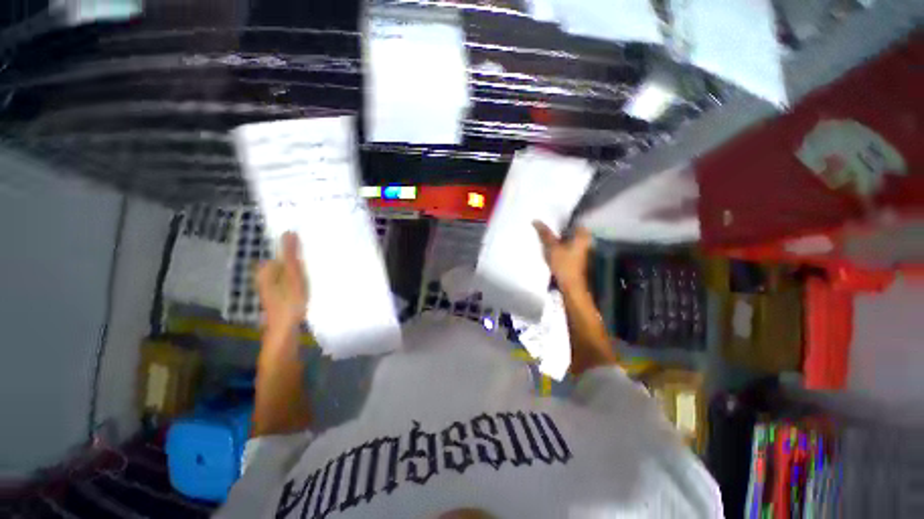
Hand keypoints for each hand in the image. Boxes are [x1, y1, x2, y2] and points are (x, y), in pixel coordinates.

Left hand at [256, 232, 308, 332]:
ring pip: (290, 272)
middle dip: (300, 260)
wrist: (285, 332)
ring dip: (302, 270)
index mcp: (266, 270)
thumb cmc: (289, 303)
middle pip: (286, 262)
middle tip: (317, 261)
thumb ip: (291, 255)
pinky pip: (292, 281)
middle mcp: (266, 277)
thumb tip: (289, 232)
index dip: (297, 249)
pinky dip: (301, 279)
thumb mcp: (293, 277)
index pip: (283, 252)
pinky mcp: (281, 295)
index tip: (312, 248)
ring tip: (316, 271)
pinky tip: (311, 283)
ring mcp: (273, 287)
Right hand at [534, 221, 592, 290]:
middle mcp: (587, 241)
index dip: (561, 220)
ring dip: (559, 239)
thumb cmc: (564, 265)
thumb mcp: (551, 247)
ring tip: (547, 238)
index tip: (550, 220)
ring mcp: (584, 251)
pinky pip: (569, 248)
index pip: (573, 221)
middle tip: (546, 229)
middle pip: (571, 231)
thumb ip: (544, 233)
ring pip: (569, 240)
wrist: (572, 287)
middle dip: (559, 230)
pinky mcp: (579, 259)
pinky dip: (561, 247)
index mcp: (583, 235)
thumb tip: (536, 220)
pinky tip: (553, 249)